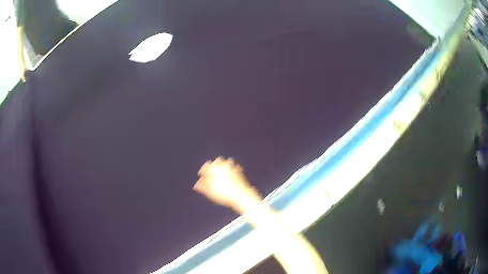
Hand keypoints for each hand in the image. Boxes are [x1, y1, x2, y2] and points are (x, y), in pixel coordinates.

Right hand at [194, 157, 259, 210]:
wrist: (241, 195)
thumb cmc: (224, 194)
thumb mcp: (210, 192)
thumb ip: (203, 187)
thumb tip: (196, 185)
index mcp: (215, 169)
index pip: (207, 165)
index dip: (203, 170)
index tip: (201, 175)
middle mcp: (224, 165)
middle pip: (217, 161)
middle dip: (214, 165)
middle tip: (212, 172)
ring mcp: (233, 167)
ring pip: (227, 162)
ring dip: (224, 165)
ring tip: (221, 172)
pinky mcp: (240, 171)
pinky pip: (235, 167)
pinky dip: (232, 169)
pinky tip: (231, 174)